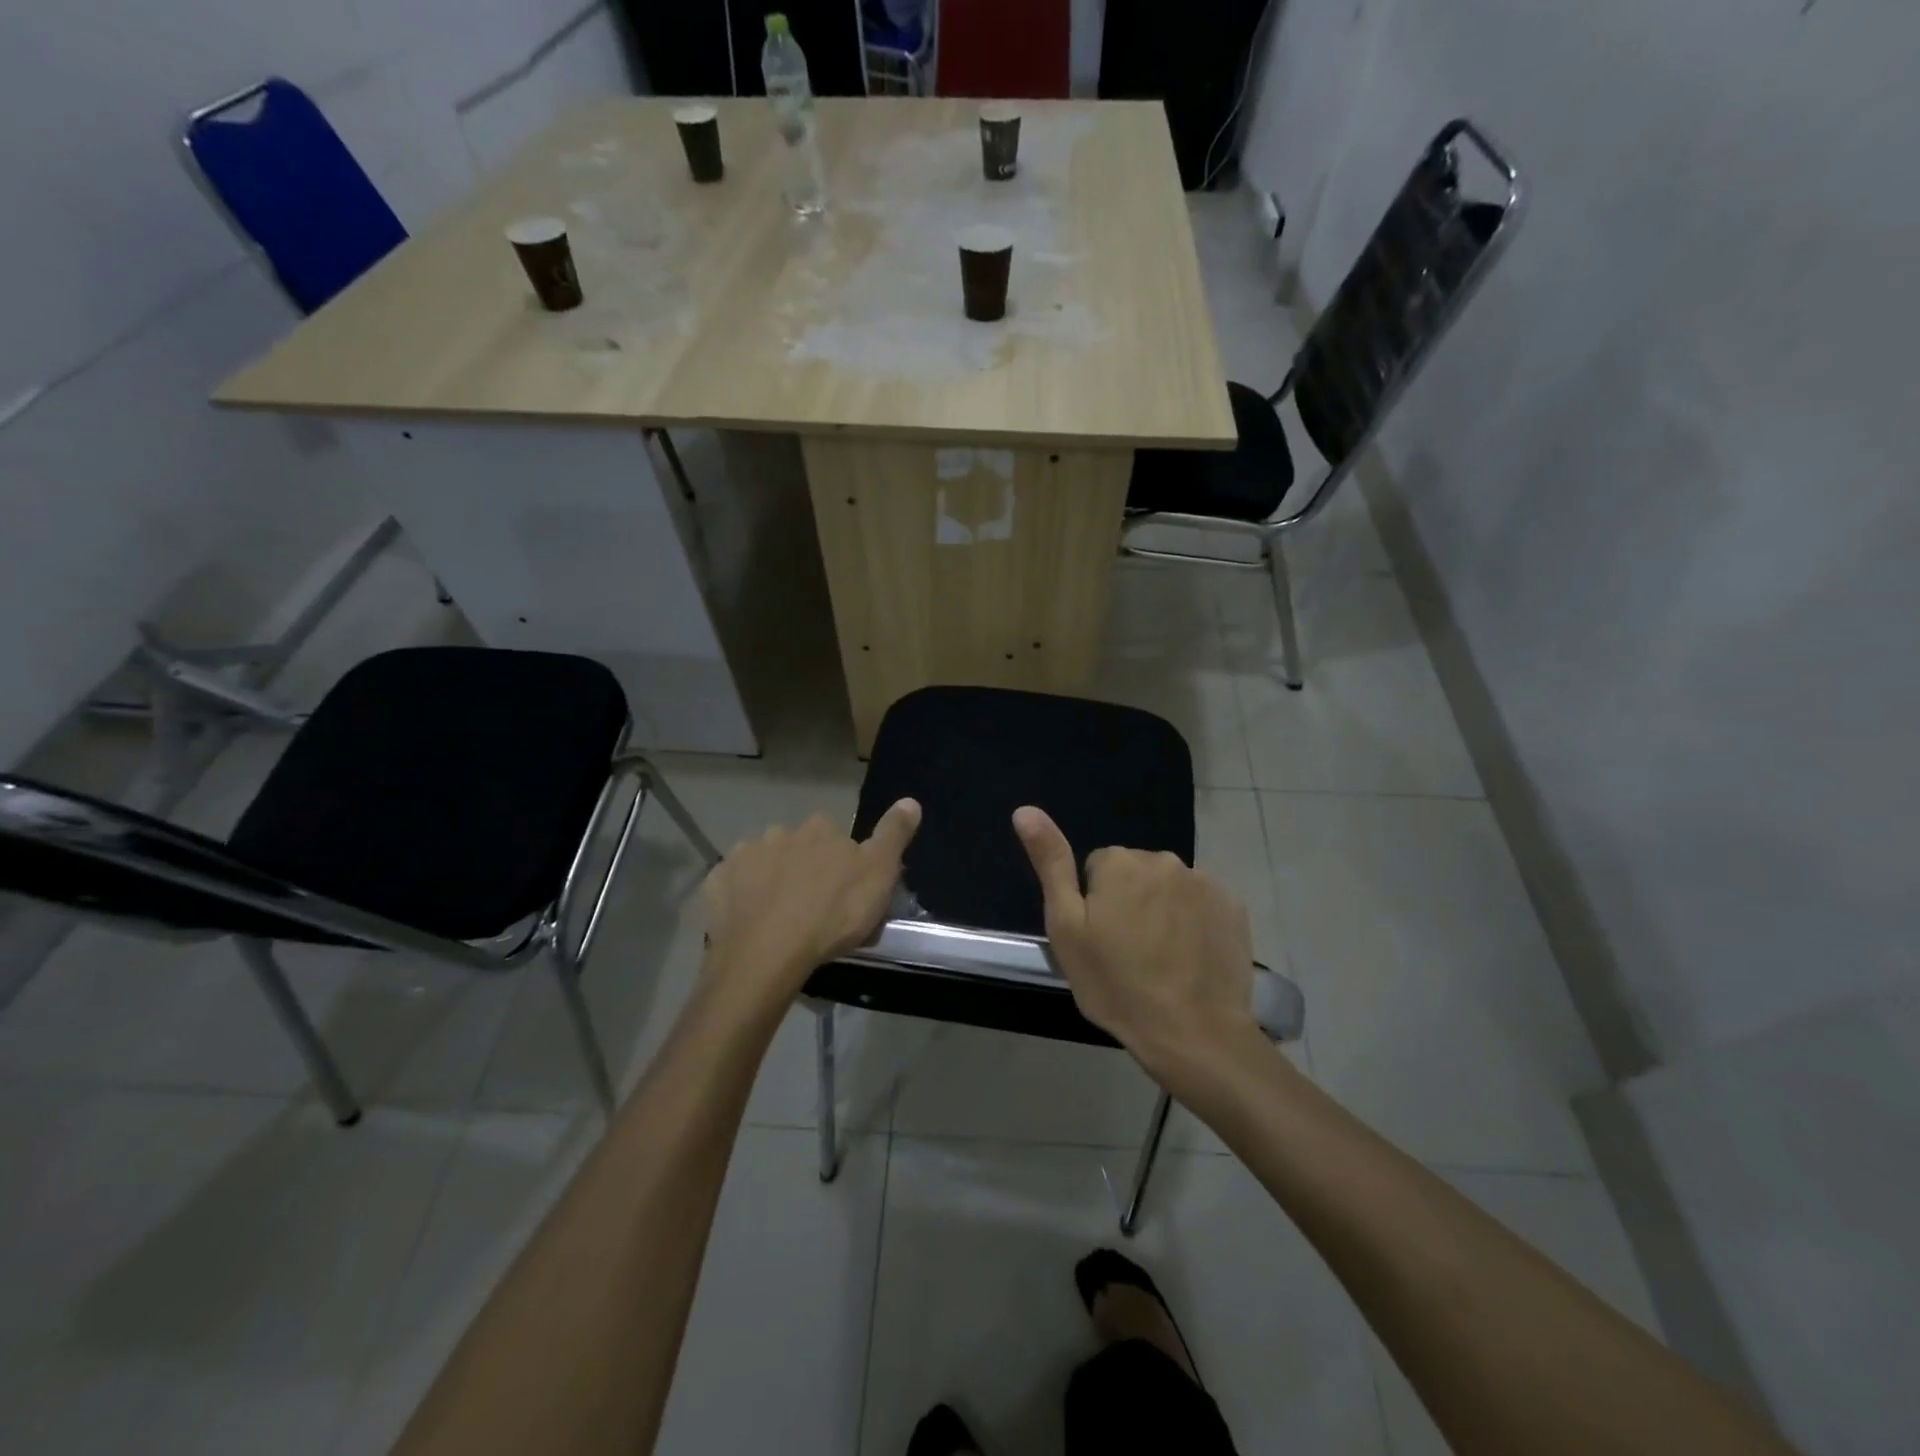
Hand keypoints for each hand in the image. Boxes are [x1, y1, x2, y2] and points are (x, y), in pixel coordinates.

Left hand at [700, 800, 920, 1019]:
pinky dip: (741, 898)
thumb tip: (910, 800)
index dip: (842, 862)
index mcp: (820, 829)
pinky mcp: (717, 883)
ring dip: (771, 880)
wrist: (767, 954)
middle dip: (804, 868)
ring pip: (763, 864)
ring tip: (781, 918)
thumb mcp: (879, 874)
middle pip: (798, 847)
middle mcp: (780, 832)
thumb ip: (894, 834)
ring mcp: (744, 856)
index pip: (835, 837)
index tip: (846, 891)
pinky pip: (733, 886)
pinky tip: (751, 922)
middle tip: (814, 907)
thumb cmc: (832, 914)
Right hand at [1014, 805, 1259, 1080]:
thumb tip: (1025, 810)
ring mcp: (1205, 883)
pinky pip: (1202, 905)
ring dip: (1162, 911)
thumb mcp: (1067, 927)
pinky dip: (1194, 924)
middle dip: (1129, 902)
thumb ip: (1051, 863)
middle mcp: (1164, 860)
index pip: (1096, 869)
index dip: (1094, 905)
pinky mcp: (1234, 908)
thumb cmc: (1116, 984)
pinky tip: (1190, 960)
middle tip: (1127, 952)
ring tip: (1161, 961)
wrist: (1192, 1032)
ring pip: (1169, 889)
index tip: (1100, 940)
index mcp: (1120, 863)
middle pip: (1135, 874)